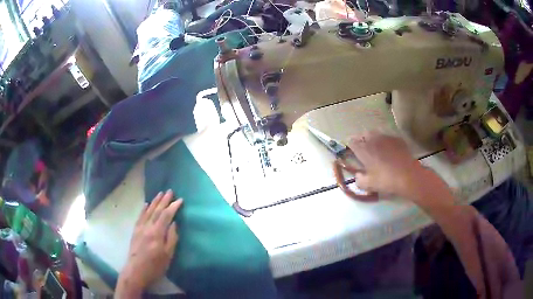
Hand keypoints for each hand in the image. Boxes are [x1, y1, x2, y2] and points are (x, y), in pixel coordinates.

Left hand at [116, 190, 181, 296]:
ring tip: (160, 194)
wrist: (136, 271)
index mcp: (157, 233)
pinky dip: (144, 209)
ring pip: (148, 211)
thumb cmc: (155, 266)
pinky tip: (146, 204)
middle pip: (157, 210)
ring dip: (154, 202)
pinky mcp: (135, 231)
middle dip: (164, 200)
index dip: (173, 207)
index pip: (166, 216)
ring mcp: (140, 228)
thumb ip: (172, 239)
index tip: (180, 200)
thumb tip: (174, 224)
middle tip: (170, 191)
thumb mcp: (168, 255)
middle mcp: (147, 227)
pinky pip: (140, 217)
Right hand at [347, 132, 425, 197]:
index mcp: (364, 150)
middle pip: (364, 134)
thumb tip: (358, 175)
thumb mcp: (369, 185)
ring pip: (376, 133)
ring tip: (376, 147)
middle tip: (364, 148)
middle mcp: (373, 140)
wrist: (408, 176)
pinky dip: (386, 142)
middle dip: (362, 139)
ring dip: (374, 138)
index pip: (352, 142)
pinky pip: (388, 137)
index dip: (350, 146)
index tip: (352, 151)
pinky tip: (389, 150)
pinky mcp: (397, 139)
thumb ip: (359, 180)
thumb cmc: (386, 180)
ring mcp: (386, 138)